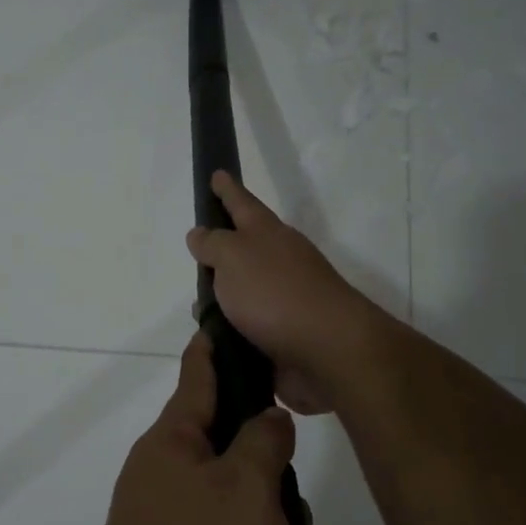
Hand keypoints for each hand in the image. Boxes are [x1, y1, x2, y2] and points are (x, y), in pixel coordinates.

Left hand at [72, 332, 306, 524]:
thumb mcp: (247, 489)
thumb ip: (263, 442)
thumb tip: (267, 416)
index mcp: (173, 439)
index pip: (199, 371)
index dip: (221, 344)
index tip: (240, 320)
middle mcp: (165, 471)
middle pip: (227, 444)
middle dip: (271, 469)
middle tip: (298, 501)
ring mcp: (167, 521)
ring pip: (236, 504)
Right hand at [186, 171, 387, 414]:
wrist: (328, 351)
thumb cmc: (276, 293)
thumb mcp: (234, 257)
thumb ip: (213, 244)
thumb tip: (200, 234)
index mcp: (268, 235)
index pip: (242, 203)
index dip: (227, 190)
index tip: (217, 174)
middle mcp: (279, 262)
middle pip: (245, 249)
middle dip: (221, 251)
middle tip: (197, 251)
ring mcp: (284, 301)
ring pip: (243, 293)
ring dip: (221, 299)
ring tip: (197, 308)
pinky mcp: (283, 337)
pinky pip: (247, 328)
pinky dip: (230, 332)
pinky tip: (213, 340)